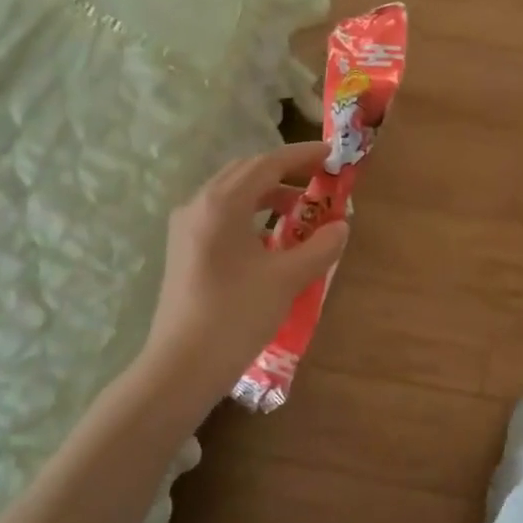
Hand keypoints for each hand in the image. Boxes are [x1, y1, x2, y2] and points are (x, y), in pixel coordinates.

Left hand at [143, 141, 349, 403]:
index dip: (302, 156)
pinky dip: (250, 213)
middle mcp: (198, 205)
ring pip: (232, 194)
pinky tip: (271, 237)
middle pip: (246, 172)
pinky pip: (221, 215)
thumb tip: (341, 226)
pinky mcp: (183, 249)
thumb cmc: (236, 316)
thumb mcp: (286, 279)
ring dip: (268, 194)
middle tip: (319, 179)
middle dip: (285, 171)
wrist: (182, 366)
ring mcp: (186, 227)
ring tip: (301, 209)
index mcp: (221, 204)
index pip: (267, 164)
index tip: (331, 155)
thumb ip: (319, 247)